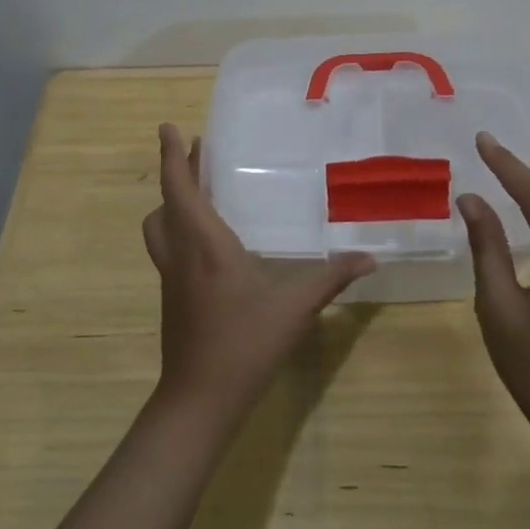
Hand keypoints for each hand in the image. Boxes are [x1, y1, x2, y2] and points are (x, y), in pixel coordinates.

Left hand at [142, 123, 375, 427]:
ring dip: (173, 202)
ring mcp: (171, 277)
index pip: (180, 188)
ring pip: (160, 227)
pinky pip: (168, 247)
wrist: (199, 400)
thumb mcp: (293, 308)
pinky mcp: (172, 296)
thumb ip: (330, 278)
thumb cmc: (243, 344)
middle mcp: (180, 253)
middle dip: (178, 173)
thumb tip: (369, 258)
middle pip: (166, 203)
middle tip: (200, 154)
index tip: (167, 127)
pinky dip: (179, 228)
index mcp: (204, 244)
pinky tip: (209, 241)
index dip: (173, 156)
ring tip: (200, 192)